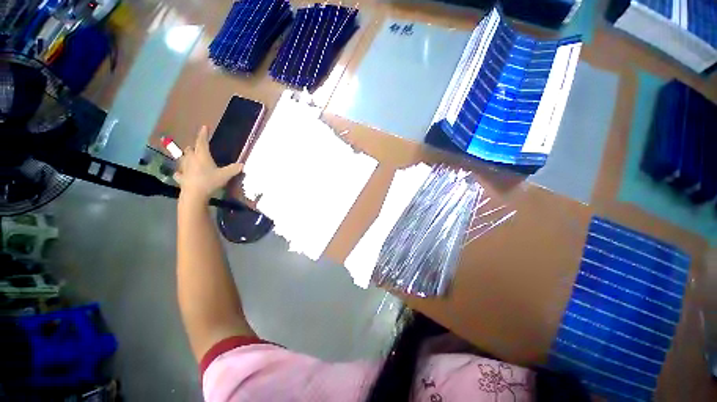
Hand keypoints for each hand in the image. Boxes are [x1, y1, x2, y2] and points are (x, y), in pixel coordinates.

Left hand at [174, 126, 242, 202]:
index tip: (204, 127)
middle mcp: (191, 159)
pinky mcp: (181, 177)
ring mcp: (184, 168)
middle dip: (194, 147)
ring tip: (191, 159)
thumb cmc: (210, 181)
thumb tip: (243, 165)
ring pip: (183, 158)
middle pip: (190, 149)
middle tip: (198, 148)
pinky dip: (181, 172)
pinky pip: (179, 173)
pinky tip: (182, 173)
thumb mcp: (225, 175)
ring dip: (187, 157)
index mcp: (202, 156)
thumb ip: (234, 169)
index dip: (203, 134)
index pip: (202, 142)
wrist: (194, 194)